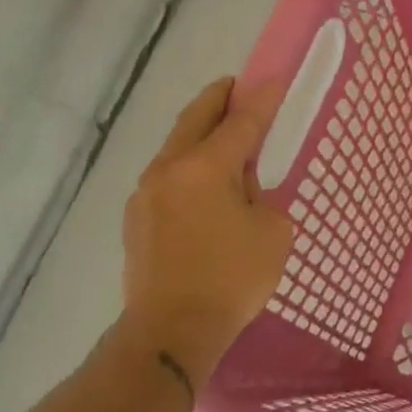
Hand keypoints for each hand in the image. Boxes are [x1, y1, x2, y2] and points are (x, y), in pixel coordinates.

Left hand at [118, 77, 293, 379]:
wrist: (170, 332)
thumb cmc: (232, 279)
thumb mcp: (272, 232)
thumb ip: (261, 197)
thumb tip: (243, 192)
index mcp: (205, 168)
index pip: (240, 122)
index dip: (262, 100)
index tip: (275, 80)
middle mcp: (169, 170)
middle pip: (195, 120)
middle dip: (218, 99)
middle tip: (237, 87)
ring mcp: (146, 194)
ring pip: (177, 147)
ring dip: (200, 134)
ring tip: (224, 136)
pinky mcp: (136, 219)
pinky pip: (168, 177)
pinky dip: (189, 166)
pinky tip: (205, 184)